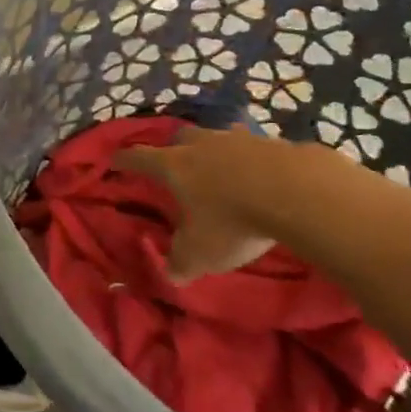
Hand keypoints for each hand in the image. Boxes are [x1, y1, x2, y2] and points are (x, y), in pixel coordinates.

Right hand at [120, 127, 290, 281]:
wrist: (296, 193)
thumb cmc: (233, 221)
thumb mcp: (200, 253)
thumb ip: (181, 262)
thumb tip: (171, 274)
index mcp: (174, 166)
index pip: (139, 158)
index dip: (124, 160)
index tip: (114, 160)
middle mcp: (201, 145)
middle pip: (181, 138)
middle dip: (176, 149)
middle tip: (178, 165)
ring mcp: (239, 139)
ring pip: (219, 137)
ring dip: (217, 151)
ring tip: (224, 170)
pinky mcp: (274, 142)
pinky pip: (256, 148)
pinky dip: (254, 160)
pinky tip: (264, 177)